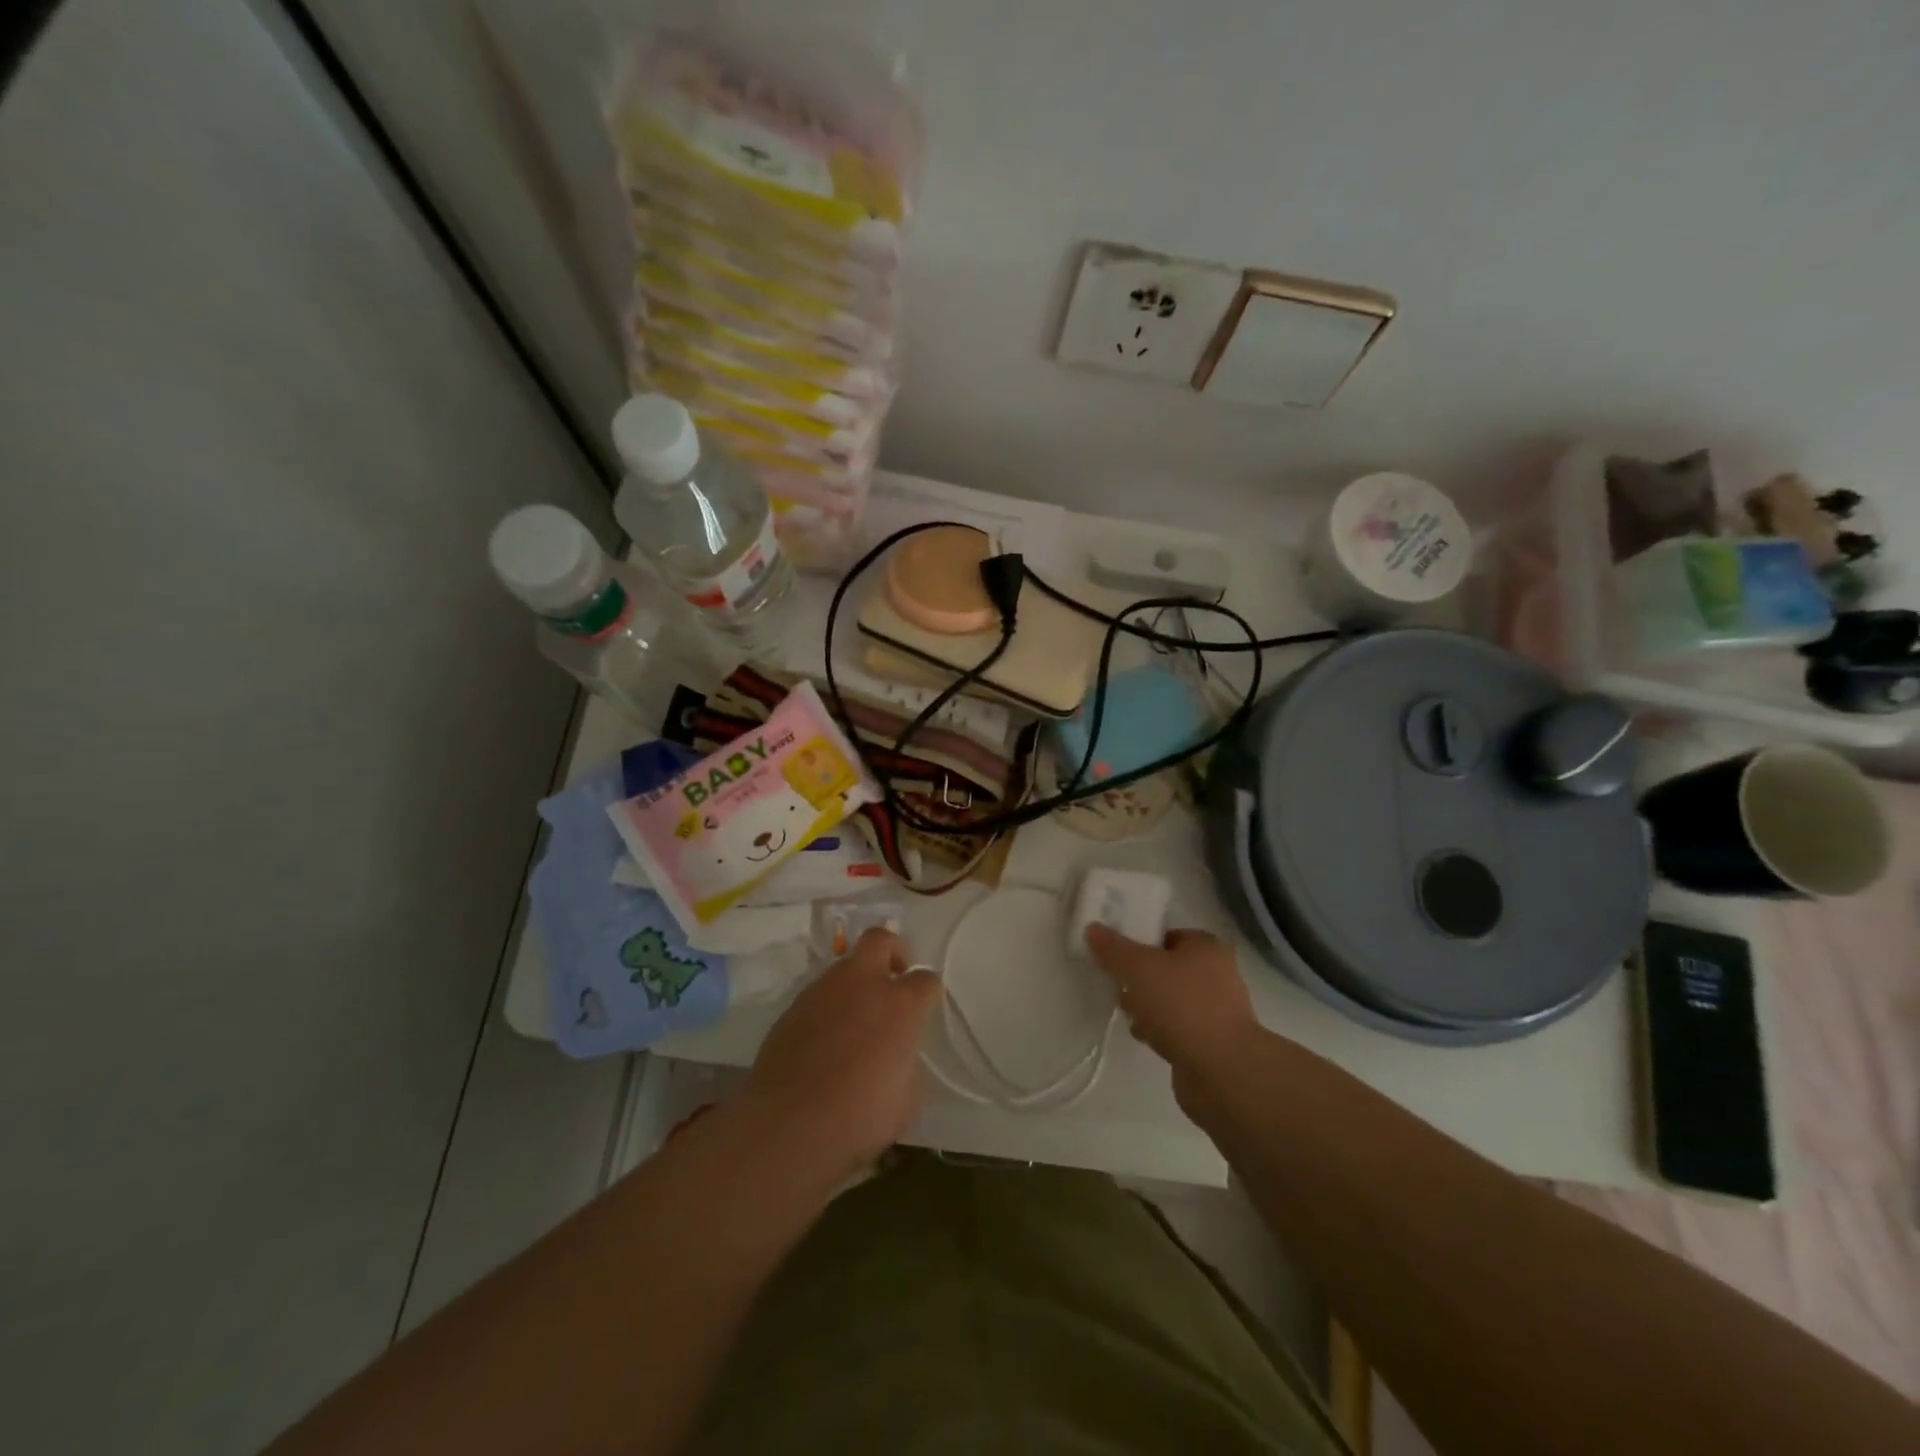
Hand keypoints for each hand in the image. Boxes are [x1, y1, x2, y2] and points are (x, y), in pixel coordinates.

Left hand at [736, 928, 940, 1181]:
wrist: (788, 1125)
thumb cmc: (859, 1117)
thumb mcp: (906, 1100)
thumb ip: (907, 1066)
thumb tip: (899, 1059)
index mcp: (900, 1005)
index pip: (926, 979)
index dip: (928, 992)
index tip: (925, 1007)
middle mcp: (863, 984)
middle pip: (880, 939)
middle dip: (892, 950)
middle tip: (894, 976)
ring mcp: (823, 991)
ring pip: (845, 965)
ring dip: (857, 981)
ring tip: (857, 1018)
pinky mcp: (793, 1007)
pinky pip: (819, 994)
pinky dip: (830, 1006)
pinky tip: (827, 1039)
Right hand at [1084, 925, 1261, 1109]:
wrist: (1222, 1071)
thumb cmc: (1182, 1005)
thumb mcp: (1138, 968)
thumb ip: (1113, 949)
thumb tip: (1092, 929)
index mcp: (1206, 947)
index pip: (1167, 935)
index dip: (1140, 942)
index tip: (1116, 956)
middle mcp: (1217, 975)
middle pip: (1167, 969)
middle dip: (1140, 979)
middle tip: (1119, 987)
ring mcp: (1217, 1011)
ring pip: (1171, 1000)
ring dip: (1148, 1007)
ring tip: (1128, 1015)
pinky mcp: (1211, 1043)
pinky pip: (1177, 1028)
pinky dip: (1160, 1031)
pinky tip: (1144, 1038)